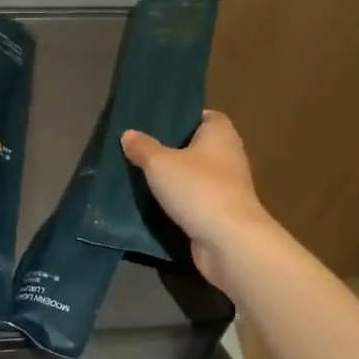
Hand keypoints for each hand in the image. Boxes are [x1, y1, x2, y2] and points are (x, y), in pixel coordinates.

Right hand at [121, 110, 277, 289]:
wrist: (228, 241)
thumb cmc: (197, 188)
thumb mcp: (159, 163)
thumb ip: (143, 147)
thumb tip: (129, 134)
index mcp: (220, 134)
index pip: (206, 116)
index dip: (184, 117)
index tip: (159, 123)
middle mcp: (229, 157)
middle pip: (199, 147)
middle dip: (174, 149)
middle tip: (143, 150)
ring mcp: (228, 188)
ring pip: (197, 176)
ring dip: (176, 179)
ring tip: (143, 176)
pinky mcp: (222, 214)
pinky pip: (196, 201)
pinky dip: (180, 203)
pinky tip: (155, 205)